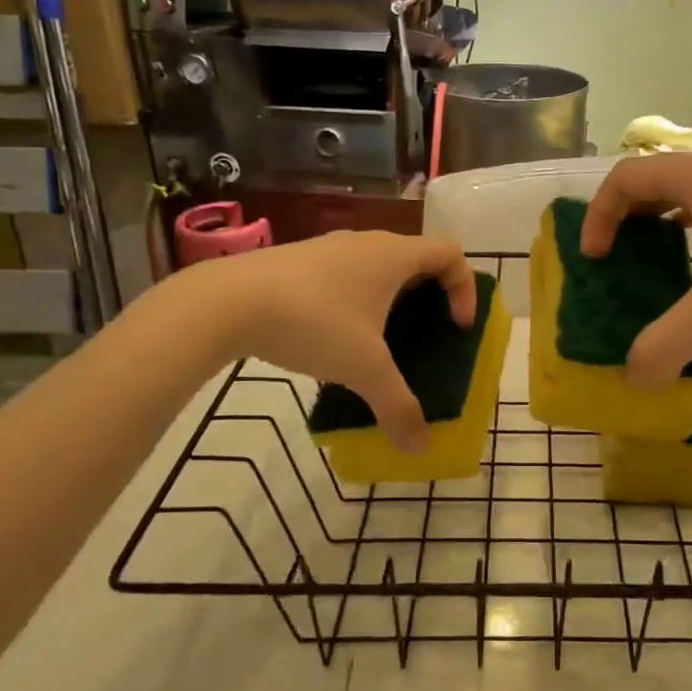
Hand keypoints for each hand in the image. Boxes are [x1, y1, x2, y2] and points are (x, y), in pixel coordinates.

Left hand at [186, 231, 475, 450]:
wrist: (226, 301)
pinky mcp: (299, 260)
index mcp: (394, 256)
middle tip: (426, 337)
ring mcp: (329, 248)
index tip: (457, 328)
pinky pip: (345, 275)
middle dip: (430, 298)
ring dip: (390, 300)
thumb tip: (420, 448)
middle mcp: (366, 242)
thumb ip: (397, 407)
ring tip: (380, 342)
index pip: (451, 254)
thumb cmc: (313, 322)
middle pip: (416, 260)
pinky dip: (356, 301)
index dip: (465, 289)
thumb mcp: (363, 369)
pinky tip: (333, 339)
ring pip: (377, 267)